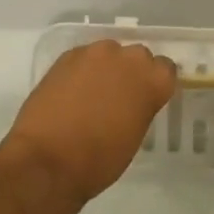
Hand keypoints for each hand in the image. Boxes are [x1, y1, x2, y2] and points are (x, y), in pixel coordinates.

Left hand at [4, 41, 175, 207]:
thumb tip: (133, 100)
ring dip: (105, 68)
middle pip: (137, 56)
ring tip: (92, 93)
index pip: (165, 69)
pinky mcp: (67, 55)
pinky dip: (82, 70)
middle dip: (131, 72)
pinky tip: (71, 92)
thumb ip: (141, 107)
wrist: (47, 159)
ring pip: (108, 53)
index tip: (147, 97)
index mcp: (151, 80)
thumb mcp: (134, 136)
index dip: (155, 83)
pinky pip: (83, 58)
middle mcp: (127, 58)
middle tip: (119, 97)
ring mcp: (95, 53)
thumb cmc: (99, 160)